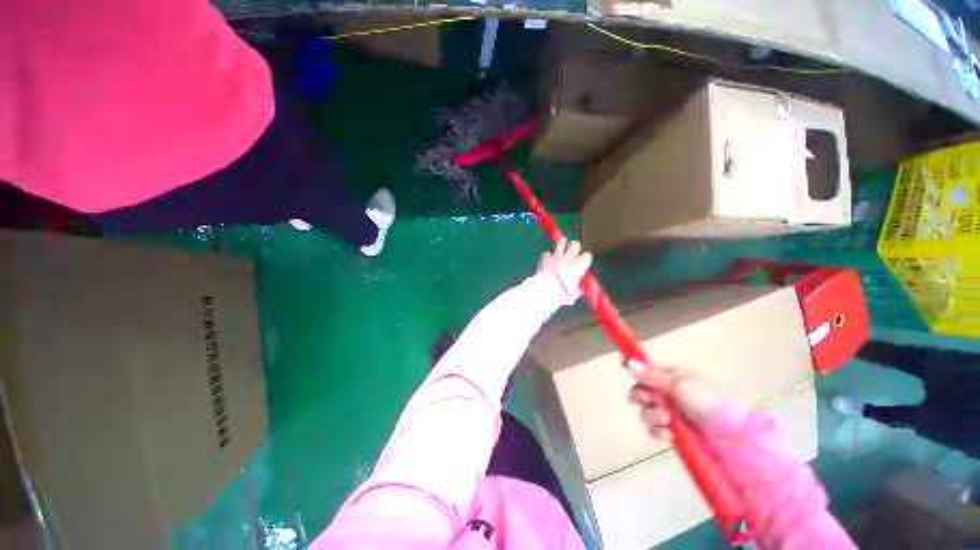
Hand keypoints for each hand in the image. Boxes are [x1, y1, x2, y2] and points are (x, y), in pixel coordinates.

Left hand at [537, 239, 591, 297]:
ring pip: (561, 242)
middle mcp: (568, 258)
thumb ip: (577, 290)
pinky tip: (547, 258)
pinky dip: (547, 255)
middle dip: (575, 246)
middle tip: (573, 250)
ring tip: (563, 243)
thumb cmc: (563, 293)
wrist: (546, 289)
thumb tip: (579, 290)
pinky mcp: (545, 258)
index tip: (584, 263)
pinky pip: (546, 253)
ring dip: (562, 243)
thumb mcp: (573, 294)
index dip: (586, 259)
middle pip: (575, 244)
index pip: (587, 255)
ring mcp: (556, 256)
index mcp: (579, 265)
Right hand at [627, 361, 720, 439]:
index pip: (646, 366)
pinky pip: (655, 428)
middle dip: (641, 396)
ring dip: (651, 415)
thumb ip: (651, 376)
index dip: (634, 366)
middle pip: (641, 389)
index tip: (623, 367)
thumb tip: (629, 363)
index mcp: (672, 374)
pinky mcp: (674, 429)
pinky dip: (658, 431)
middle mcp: (669, 390)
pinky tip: (667, 434)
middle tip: (647, 400)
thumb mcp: (679, 385)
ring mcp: (671, 410)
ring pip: (645, 409)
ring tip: (665, 420)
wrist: (733, 437)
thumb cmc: (707, 402)